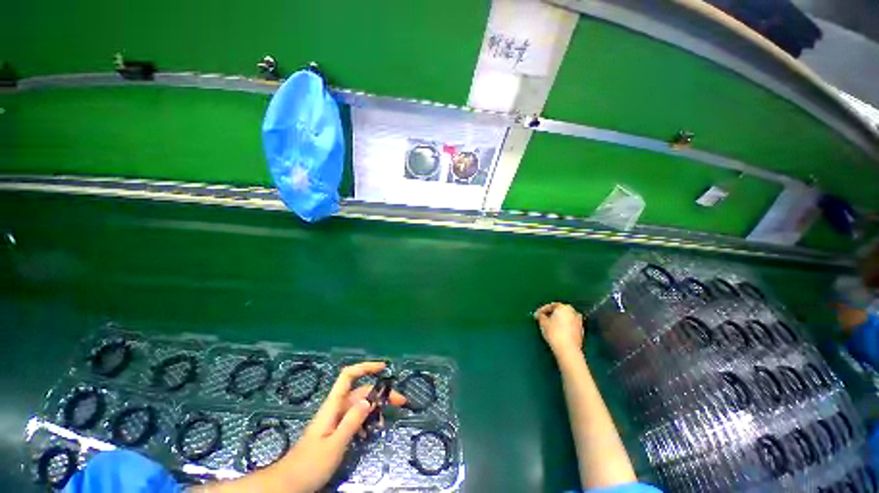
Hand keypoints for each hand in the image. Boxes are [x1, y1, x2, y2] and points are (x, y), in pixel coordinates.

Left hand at [279, 362, 404, 492]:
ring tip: (386, 421)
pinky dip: (366, 422)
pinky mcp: (336, 432)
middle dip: (380, 394)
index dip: (365, 367)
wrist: (289, 484)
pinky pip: (355, 420)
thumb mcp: (334, 444)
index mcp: (333, 406)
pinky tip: (372, 432)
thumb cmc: (310, 464)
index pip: (348, 376)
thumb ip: (352, 422)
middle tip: (400, 402)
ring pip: (359, 406)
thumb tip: (369, 400)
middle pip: (360, 392)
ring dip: (375, 409)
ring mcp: (336, 420)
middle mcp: (335, 408)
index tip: (383, 367)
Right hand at [535, 302, 583, 355]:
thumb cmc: (554, 332)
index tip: (536, 315)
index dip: (542, 310)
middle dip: (552, 314)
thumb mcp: (543, 323)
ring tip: (551, 325)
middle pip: (560, 310)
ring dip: (559, 320)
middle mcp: (573, 311)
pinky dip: (564, 326)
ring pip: (566, 318)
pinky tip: (558, 331)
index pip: (551, 306)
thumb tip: (540, 315)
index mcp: (563, 307)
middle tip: (544, 319)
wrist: (567, 349)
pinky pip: (570, 325)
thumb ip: (541, 316)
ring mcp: (579, 321)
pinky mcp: (581, 331)